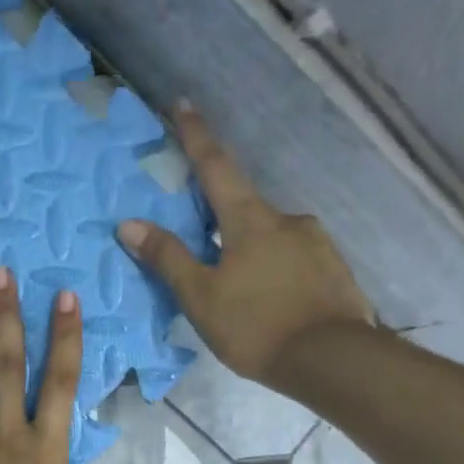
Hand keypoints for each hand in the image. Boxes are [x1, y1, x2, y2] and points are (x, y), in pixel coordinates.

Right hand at [117, 103, 372, 387]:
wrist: (332, 360)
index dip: (196, 135)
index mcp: (250, 219)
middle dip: (222, 219)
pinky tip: (271, 302)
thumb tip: (129, 224)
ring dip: (251, 252)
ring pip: (272, 237)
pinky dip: (276, 272)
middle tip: (205, 247)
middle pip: (244, 207)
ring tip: (240, 292)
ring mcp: (317, 243)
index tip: (183, 103)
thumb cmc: (257, 326)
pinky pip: (295, 261)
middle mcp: (287, 219)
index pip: (216, 166)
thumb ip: (168, 259)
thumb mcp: (202, 297)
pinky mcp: (334, 270)